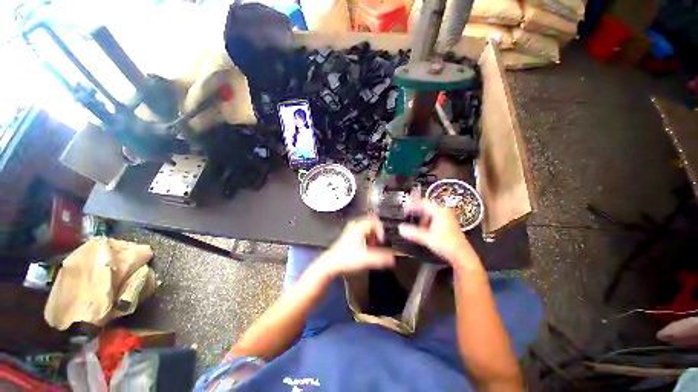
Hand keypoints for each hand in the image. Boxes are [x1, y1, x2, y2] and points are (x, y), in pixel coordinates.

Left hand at [318, 216, 394, 276]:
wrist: (331, 263)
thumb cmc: (347, 259)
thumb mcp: (365, 259)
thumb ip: (380, 258)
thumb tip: (393, 259)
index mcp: (359, 227)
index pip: (375, 221)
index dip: (381, 230)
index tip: (381, 241)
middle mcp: (355, 224)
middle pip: (371, 221)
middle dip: (377, 231)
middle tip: (377, 242)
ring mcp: (351, 228)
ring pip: (367, 226)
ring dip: (372, 234)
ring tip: (371, 246)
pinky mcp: (349, 233)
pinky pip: (362, 230)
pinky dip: (366, 236)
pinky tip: (365, 246)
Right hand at [398, 198, 482, 271]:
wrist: (462, 255)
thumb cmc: (447, 244)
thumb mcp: (427, 238)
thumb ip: (413, 233)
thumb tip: (400, 228)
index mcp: (440, 211)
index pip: (423, 203)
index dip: (412, 204)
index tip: (404, 207)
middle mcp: (445, 212)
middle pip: (426, 207)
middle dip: (416, 211)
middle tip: (406, 212)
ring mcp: (447, 217)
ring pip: (430, 213)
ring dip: (421, 217)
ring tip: (414, 222)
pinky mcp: (448, 223)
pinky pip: (434, 218)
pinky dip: (427, 221)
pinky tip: (423, 228)